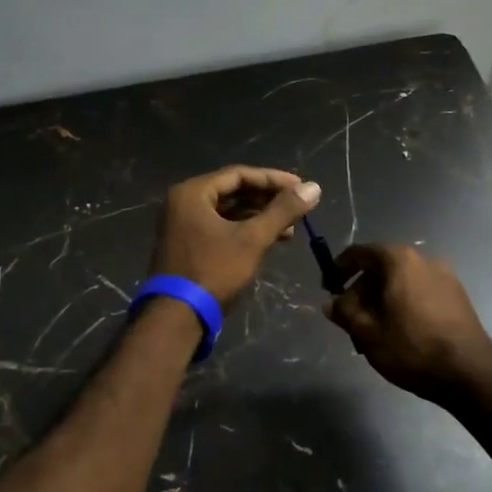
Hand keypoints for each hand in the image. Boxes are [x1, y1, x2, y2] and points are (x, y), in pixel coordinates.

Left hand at [148, 166, 321, 309]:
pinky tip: (270, 241)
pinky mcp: (187, 246)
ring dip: (259, 218)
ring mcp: (182, 225)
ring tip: (291, 228)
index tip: (301, 187)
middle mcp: (183, 203)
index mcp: (192, 193)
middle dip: (268, 200)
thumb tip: (314, 187)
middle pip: (233, 192)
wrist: (177, 317)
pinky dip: (244, 231)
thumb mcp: (253, 239)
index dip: (273, 179)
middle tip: (298, 207)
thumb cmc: (214, 271)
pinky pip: (220, 228)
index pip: (239, 174)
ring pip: (228, 212)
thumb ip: (283, 211)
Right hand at [326, 245, 491, 402]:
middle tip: (350, 319)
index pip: (360, 253)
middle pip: (382, 267)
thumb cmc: (412, 348)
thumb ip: (344, 312)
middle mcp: (424, 260)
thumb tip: (331, 303)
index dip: (339, 268)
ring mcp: (445, 277)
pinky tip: (399, 332)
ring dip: (382, 300)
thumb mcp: (368, 332)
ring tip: (374, 331)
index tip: (328, 288)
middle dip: (362, 291)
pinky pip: (420, 292)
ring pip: (402, 282)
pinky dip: (403, 304)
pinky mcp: (458, 296)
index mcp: (400, 261)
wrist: (470, 374)